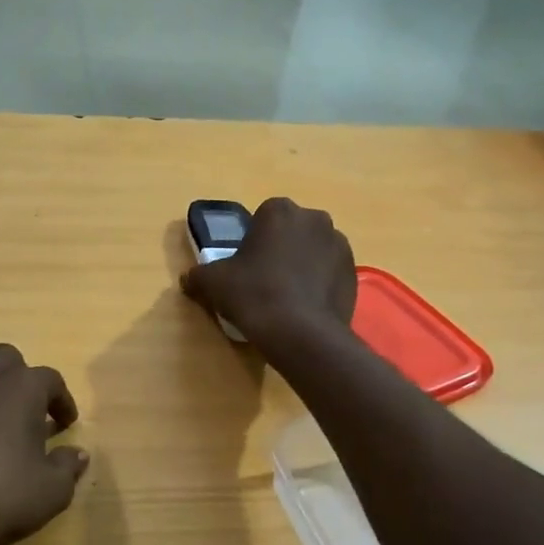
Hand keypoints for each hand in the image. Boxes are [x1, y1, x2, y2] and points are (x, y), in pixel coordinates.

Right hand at [180, 197, 355, 344]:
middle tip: (264, 280)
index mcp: (280, 211)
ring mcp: (340, 246)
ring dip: (302, 266)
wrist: (300, 333)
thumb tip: (189, 279)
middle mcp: (315, 219)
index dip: (253, 240)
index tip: (245, 265)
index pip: (263, 217)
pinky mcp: (354, 273)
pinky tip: (304, 308)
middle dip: (281, 249)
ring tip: (286, 298)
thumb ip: (198, 275)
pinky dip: (319, 285)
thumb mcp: (213, 283)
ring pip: (313, 251)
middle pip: (291, 231)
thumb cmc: (254, 294)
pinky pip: (330, 273)